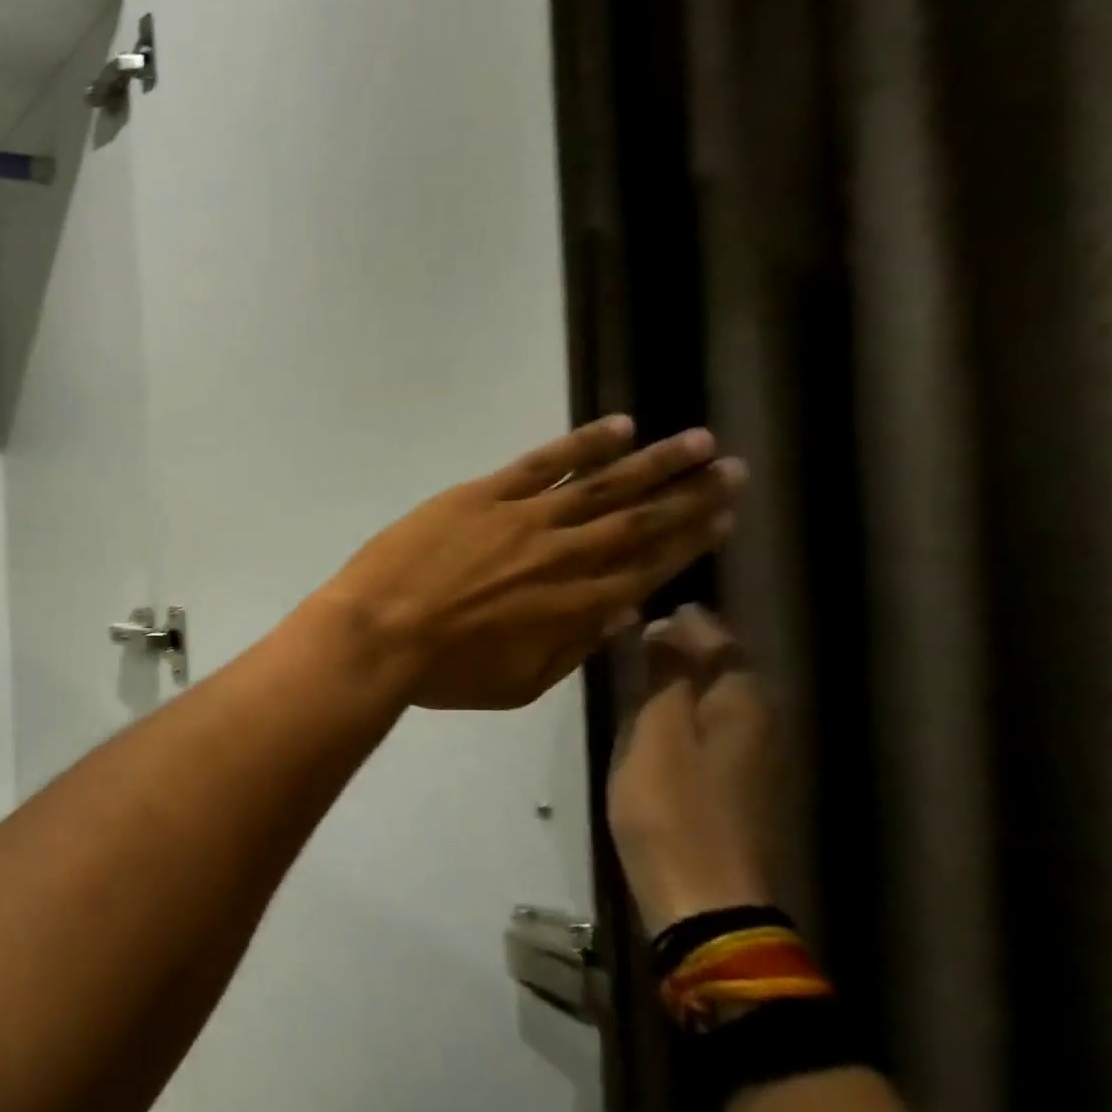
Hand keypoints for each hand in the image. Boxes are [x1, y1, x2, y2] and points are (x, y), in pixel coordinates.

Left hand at [311, 418, 747, 710]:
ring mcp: (523, 518)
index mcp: (576, 606)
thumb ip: (573, 647)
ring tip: (697, 442)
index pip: (647, 567)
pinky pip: (541, 463)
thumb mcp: (519, 683)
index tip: (724, 519)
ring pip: (601, 484)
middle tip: (733, 472)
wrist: (378, 632)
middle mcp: (564, 555)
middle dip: (690, 496)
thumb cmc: (443, 671)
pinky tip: (617, 428)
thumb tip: (621, 613)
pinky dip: (582, 445)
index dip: (689, 542)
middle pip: (638, 520)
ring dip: (653, 463)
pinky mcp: (481, 495)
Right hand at [608, 606, 776, 934]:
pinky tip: (651, 713)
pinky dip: (681, 706)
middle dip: (683, 644)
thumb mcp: (657, 730)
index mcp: (743, 704)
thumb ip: (662, 673)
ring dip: (679, 675)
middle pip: (723, 667)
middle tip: (632, 631)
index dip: (684, 620)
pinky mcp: (732, 783)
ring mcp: (749, 757)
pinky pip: (707, 723)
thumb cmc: (672, 807)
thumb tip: (661, 623)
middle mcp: (757, 723)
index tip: (641, 607)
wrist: (703, 898)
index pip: (720, 640)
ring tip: (634, 664)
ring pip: (715, 696)